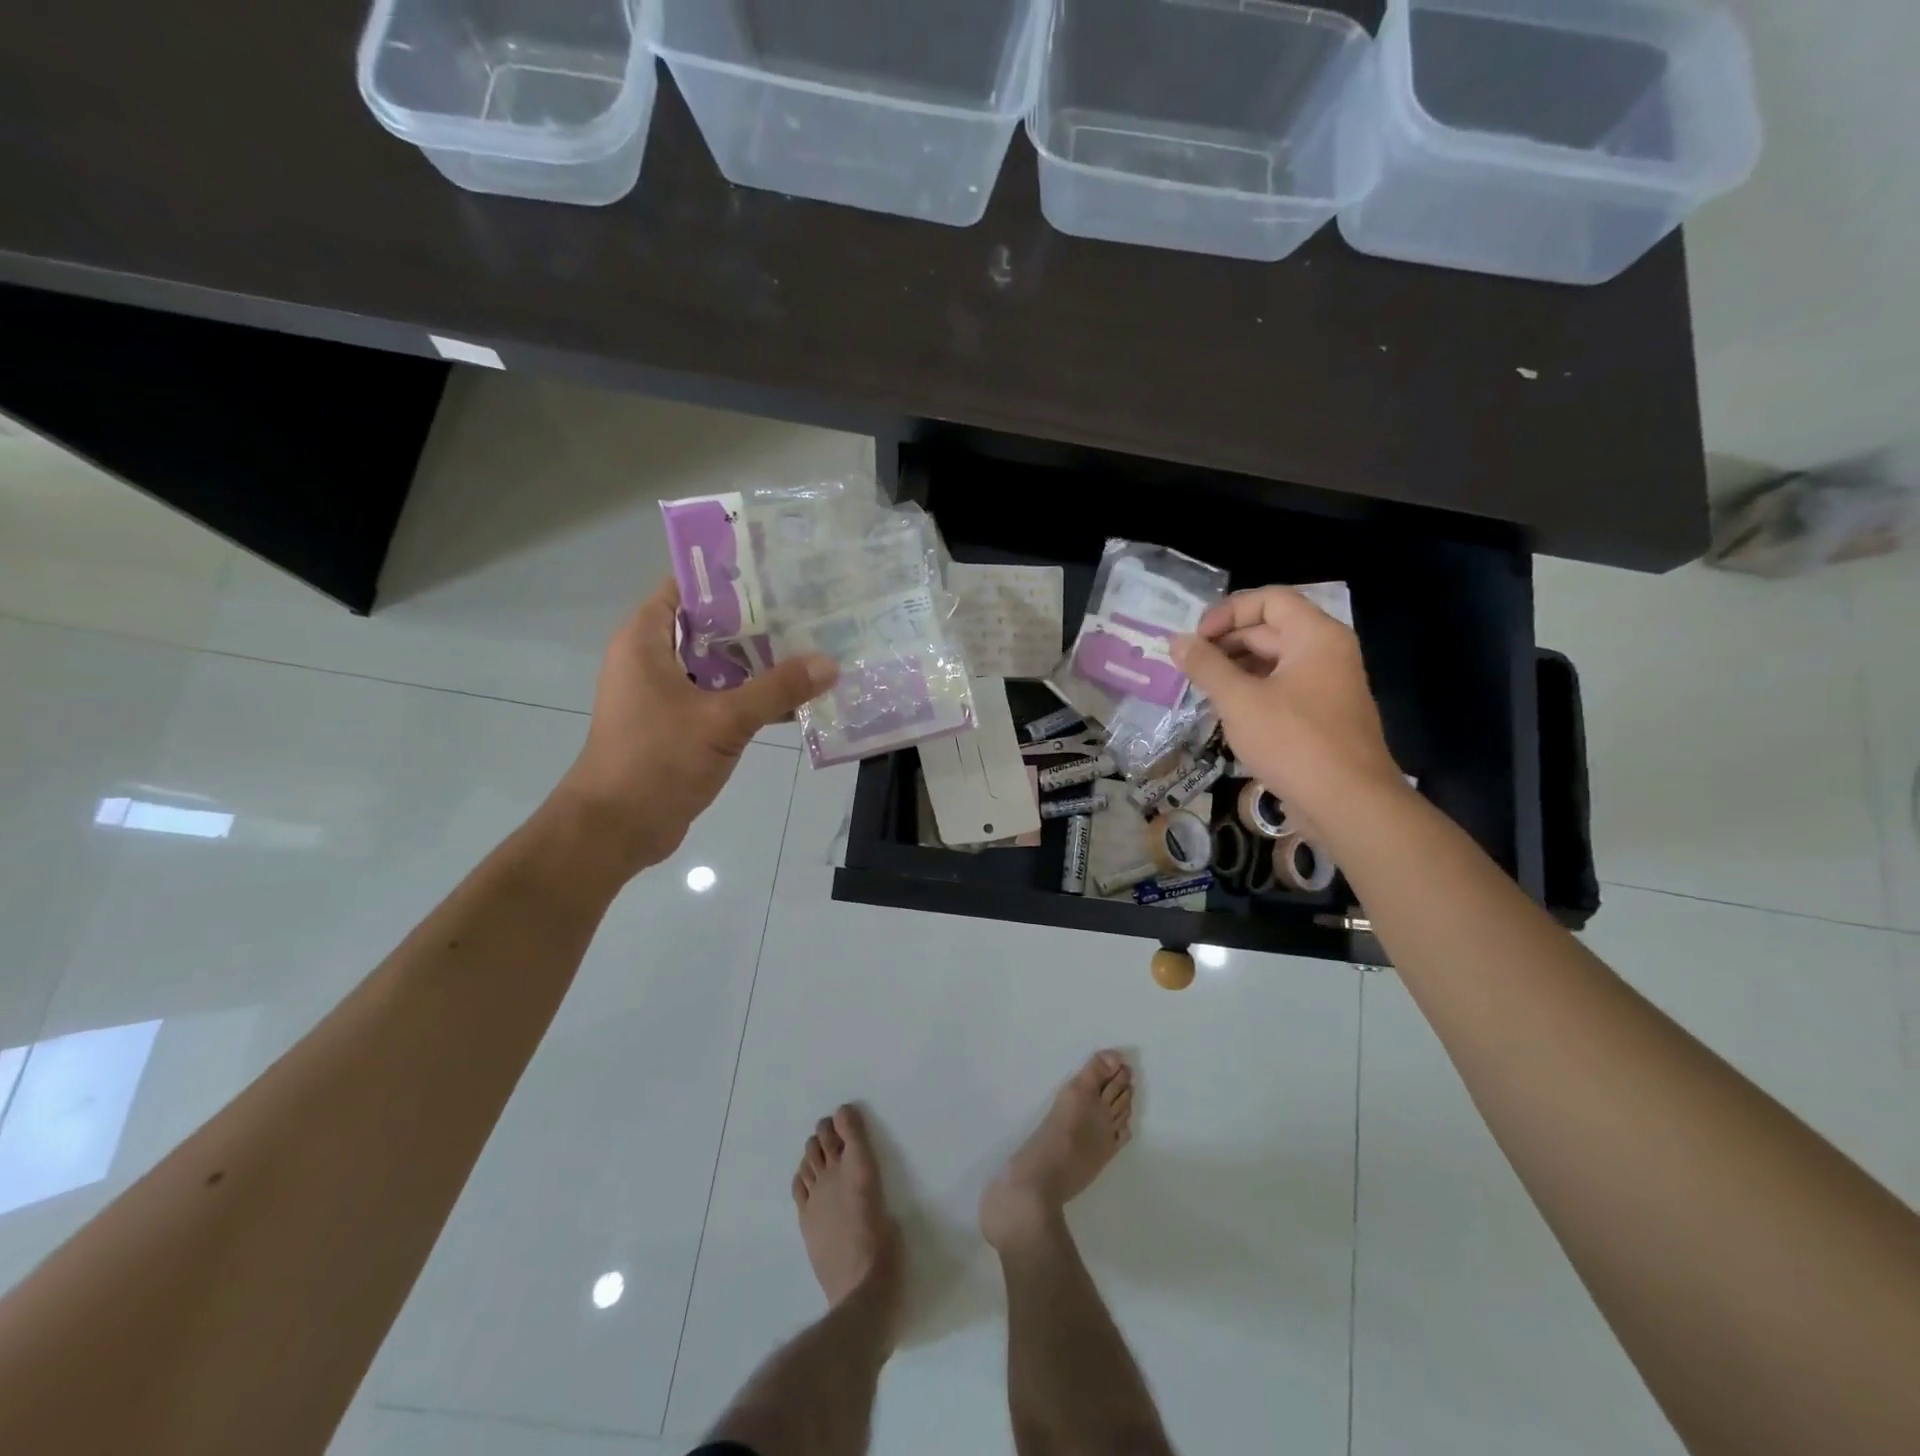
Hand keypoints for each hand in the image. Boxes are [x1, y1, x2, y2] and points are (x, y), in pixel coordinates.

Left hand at [550, 581, 836, 875]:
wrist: (616, 829)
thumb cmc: (657, 761)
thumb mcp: (723, 720)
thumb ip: (777, 689)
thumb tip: (829, 663)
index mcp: (646, 641)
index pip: (686, 588)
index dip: (728, 578)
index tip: (776, 573)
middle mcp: (651, 660)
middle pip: (708, 627)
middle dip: (755, 622)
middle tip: (807, 612)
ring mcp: (664, 695)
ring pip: (717, 666)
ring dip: (757, 663)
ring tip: (810, 649)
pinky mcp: (677, 726)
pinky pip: (718, 698)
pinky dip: (749, 697)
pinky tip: (793, 700)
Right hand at [1172, 587, 1403, 830]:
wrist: (1348, 803)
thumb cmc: (1293, 741)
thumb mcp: (1239, 701)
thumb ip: (1206, 666)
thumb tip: (1176, 641)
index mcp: (1316, 636)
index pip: (1269, 599)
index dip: (1228, 612)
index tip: (1196, 639)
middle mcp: (1327, 653)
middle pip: (1271, 629)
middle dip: (1226, 643)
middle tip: (1189, 666)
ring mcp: (1328, 685)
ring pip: (1274, 662)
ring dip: (1235, 669)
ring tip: (1200, 688)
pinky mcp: (1322, 716)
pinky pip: (1282, 688)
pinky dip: (1252, 691)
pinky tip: (1226, 711)